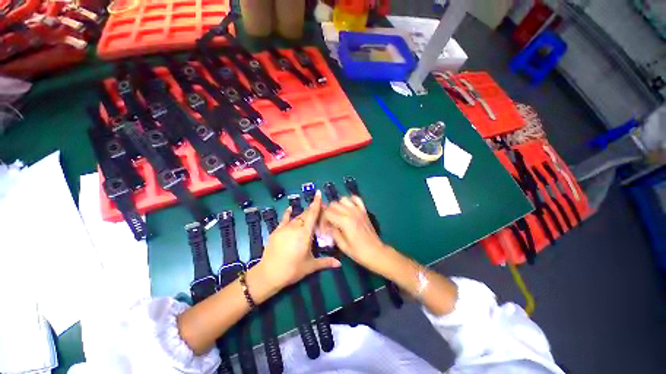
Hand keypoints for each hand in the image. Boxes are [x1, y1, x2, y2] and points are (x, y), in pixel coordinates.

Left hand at [257, 191, 340, 291]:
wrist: (268, 274)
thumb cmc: (292, 270)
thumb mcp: (310, 266)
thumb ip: (325, 262)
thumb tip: (339, 264)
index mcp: (305, 233)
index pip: (313, 215)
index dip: (316, 203)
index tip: (318, 193)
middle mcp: (295, 227)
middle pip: (306, 214)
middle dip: (313, 210)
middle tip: (320, 210)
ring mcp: (285, 228)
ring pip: (297, 217)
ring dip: (304, 215)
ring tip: (309, 214)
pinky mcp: (276, 231)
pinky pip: (284, 219)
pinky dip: (288, 213)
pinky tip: (290, 209)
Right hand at [319, 196, 389, 272]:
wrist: (376, 252)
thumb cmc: (358, 252)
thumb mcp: (342, 245)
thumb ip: (333, 233)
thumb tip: (328, 226)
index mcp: (344, 221)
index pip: (327, 213)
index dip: (323, 220)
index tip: (324, 229)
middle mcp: (350, 212)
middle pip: (333, 204)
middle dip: (328, 212)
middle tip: (329, 222)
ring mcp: (358, 210)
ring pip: (343, 199)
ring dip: (338, 206)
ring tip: (338, 215)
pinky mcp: (364, 211)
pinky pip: (356, 199)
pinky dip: (351, 200)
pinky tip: (348, 208)